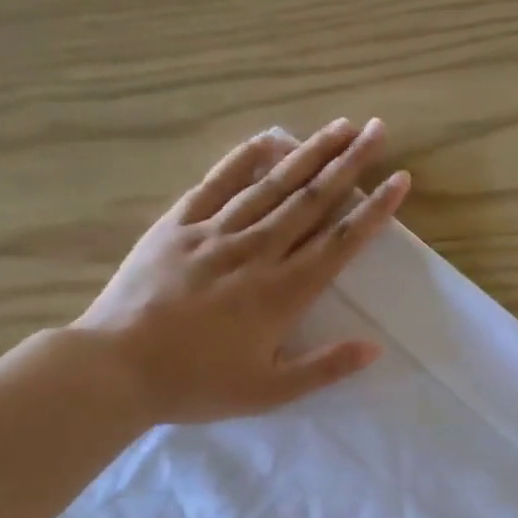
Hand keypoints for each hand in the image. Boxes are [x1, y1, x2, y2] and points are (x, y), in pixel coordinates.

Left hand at [73, 118, 410, 423]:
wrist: (116, 368)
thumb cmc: (197, 384)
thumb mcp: (269, 391)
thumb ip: (324, 367)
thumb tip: (375, 347)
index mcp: (282, 294)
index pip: (339, 243)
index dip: (374, 211)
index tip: (401, 181)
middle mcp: (256, 253)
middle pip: (311, 200)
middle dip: (349, 164)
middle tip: (378, 130)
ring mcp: (214, 233)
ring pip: (271, 185)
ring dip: (309, 153)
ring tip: (339, 126)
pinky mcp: (177, 226)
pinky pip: (216, 184)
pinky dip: (243, 159)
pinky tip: (267, 139)